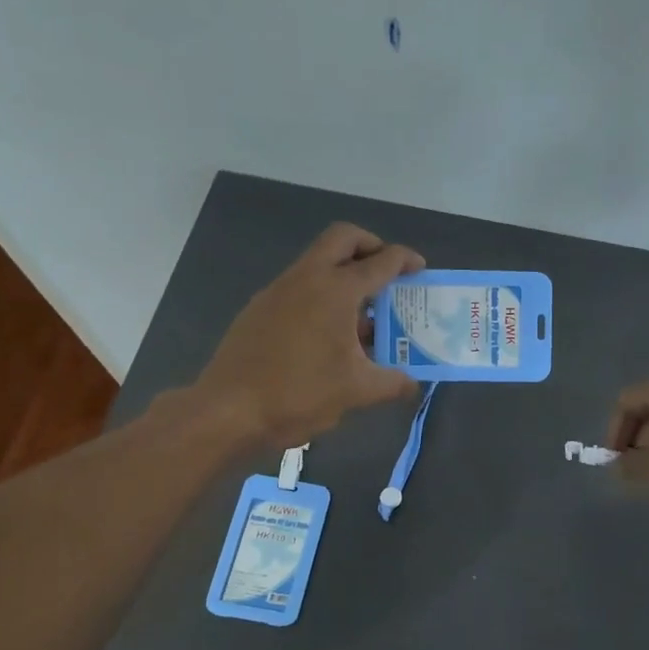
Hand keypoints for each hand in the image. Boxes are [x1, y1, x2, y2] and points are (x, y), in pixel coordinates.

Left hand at [195, 222, 423, 446]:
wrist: (229, 410)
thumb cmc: (299, 393)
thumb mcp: (356, 391)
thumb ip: (392, 383)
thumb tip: (413, 386)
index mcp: (336, 290)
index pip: (379, 262)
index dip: (405, 260)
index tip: (420, 269)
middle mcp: (306, 278)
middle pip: (342, 239)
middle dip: (370, 247)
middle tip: (387, 273)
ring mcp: (278, 290)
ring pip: (318, 262)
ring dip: (344, 275)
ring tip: (364, 315)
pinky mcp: (260, 308)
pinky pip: (300, 287)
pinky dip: (322, 295)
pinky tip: (329, 336)